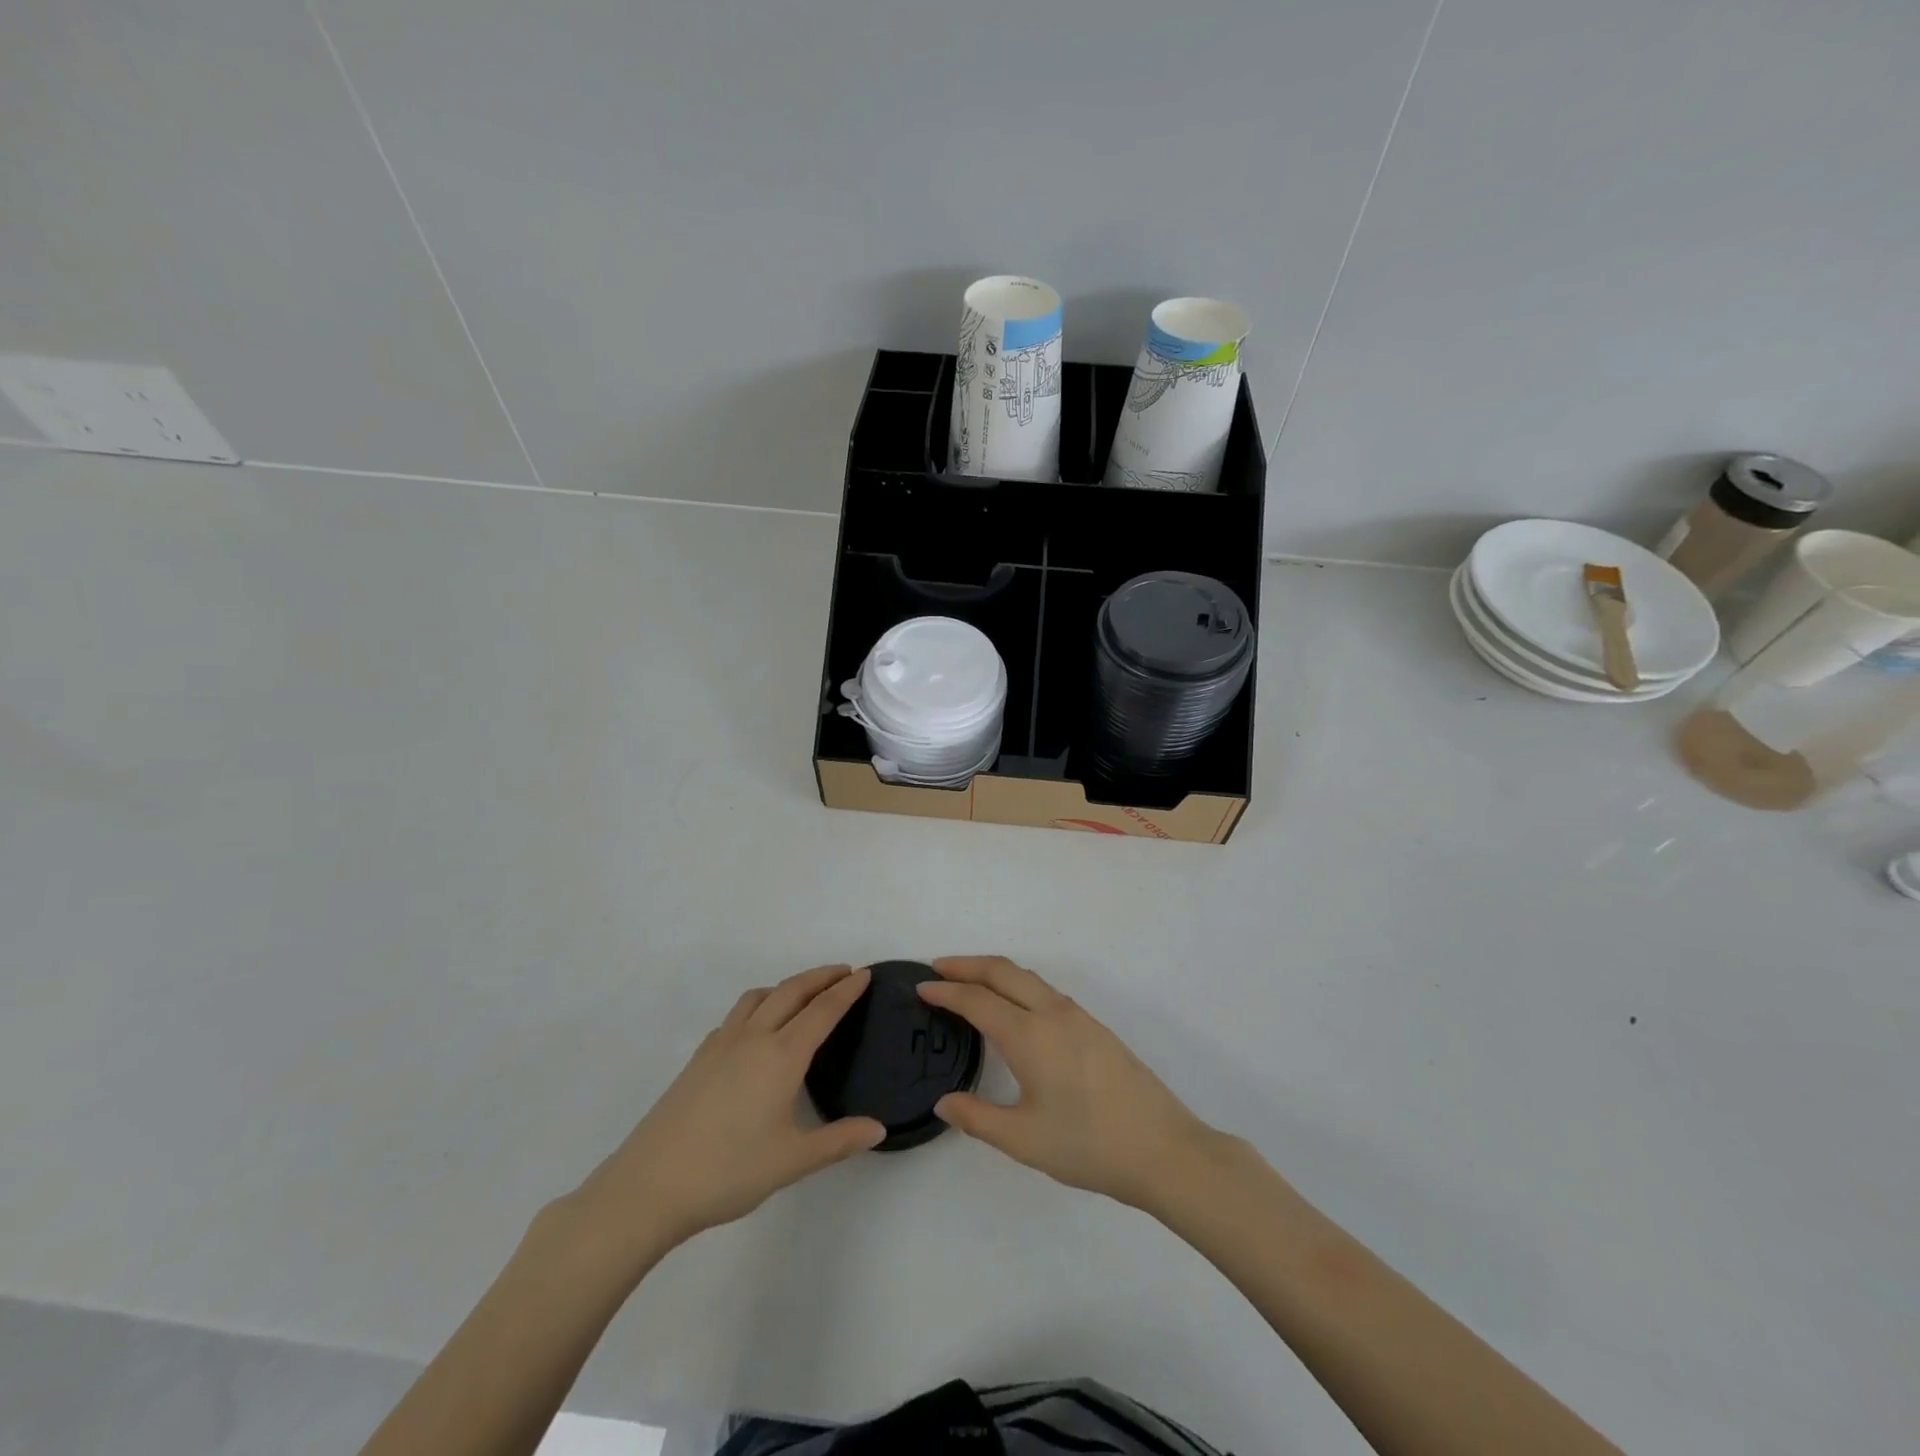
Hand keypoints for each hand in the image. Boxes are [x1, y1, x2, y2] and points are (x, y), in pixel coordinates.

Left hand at [566, 965, 884, 1261]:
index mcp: (782, 1056)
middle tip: (845, 972)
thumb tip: (878, 1129)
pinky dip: (759, 1005)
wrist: (650, 1185)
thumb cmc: (728, 1171)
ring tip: (804, 994)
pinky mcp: (699, 1058)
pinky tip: (758, 1030)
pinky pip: (737, 1015)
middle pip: (792, 991)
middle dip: (821, 976)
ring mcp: (721, 1044)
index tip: (865, 973)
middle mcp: (753, 1038)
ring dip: (787, 986)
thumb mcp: (792, 1161)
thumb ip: (838, 1141)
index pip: (822, 1010)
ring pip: (759, 996)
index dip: (846, 990)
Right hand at [918, 956, 1224, 1213]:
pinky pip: (1045, 990)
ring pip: (1027, 977)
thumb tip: (944, 1102)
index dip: (946, 991)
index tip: (920, 987)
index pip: (977, 1000)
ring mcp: (1078, 1016)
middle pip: (1003, 971)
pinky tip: (1013, 1008)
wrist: (1163, 1148)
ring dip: (994, 972)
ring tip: (969, 983)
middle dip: (967, 964)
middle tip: (937, 968)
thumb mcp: (1023, 1140)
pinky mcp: (1095, 1027)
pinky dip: (1017, 984)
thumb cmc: (1088, 1145)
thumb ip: (978, 1118)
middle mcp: (1052, 1013)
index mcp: (1029, 1035)